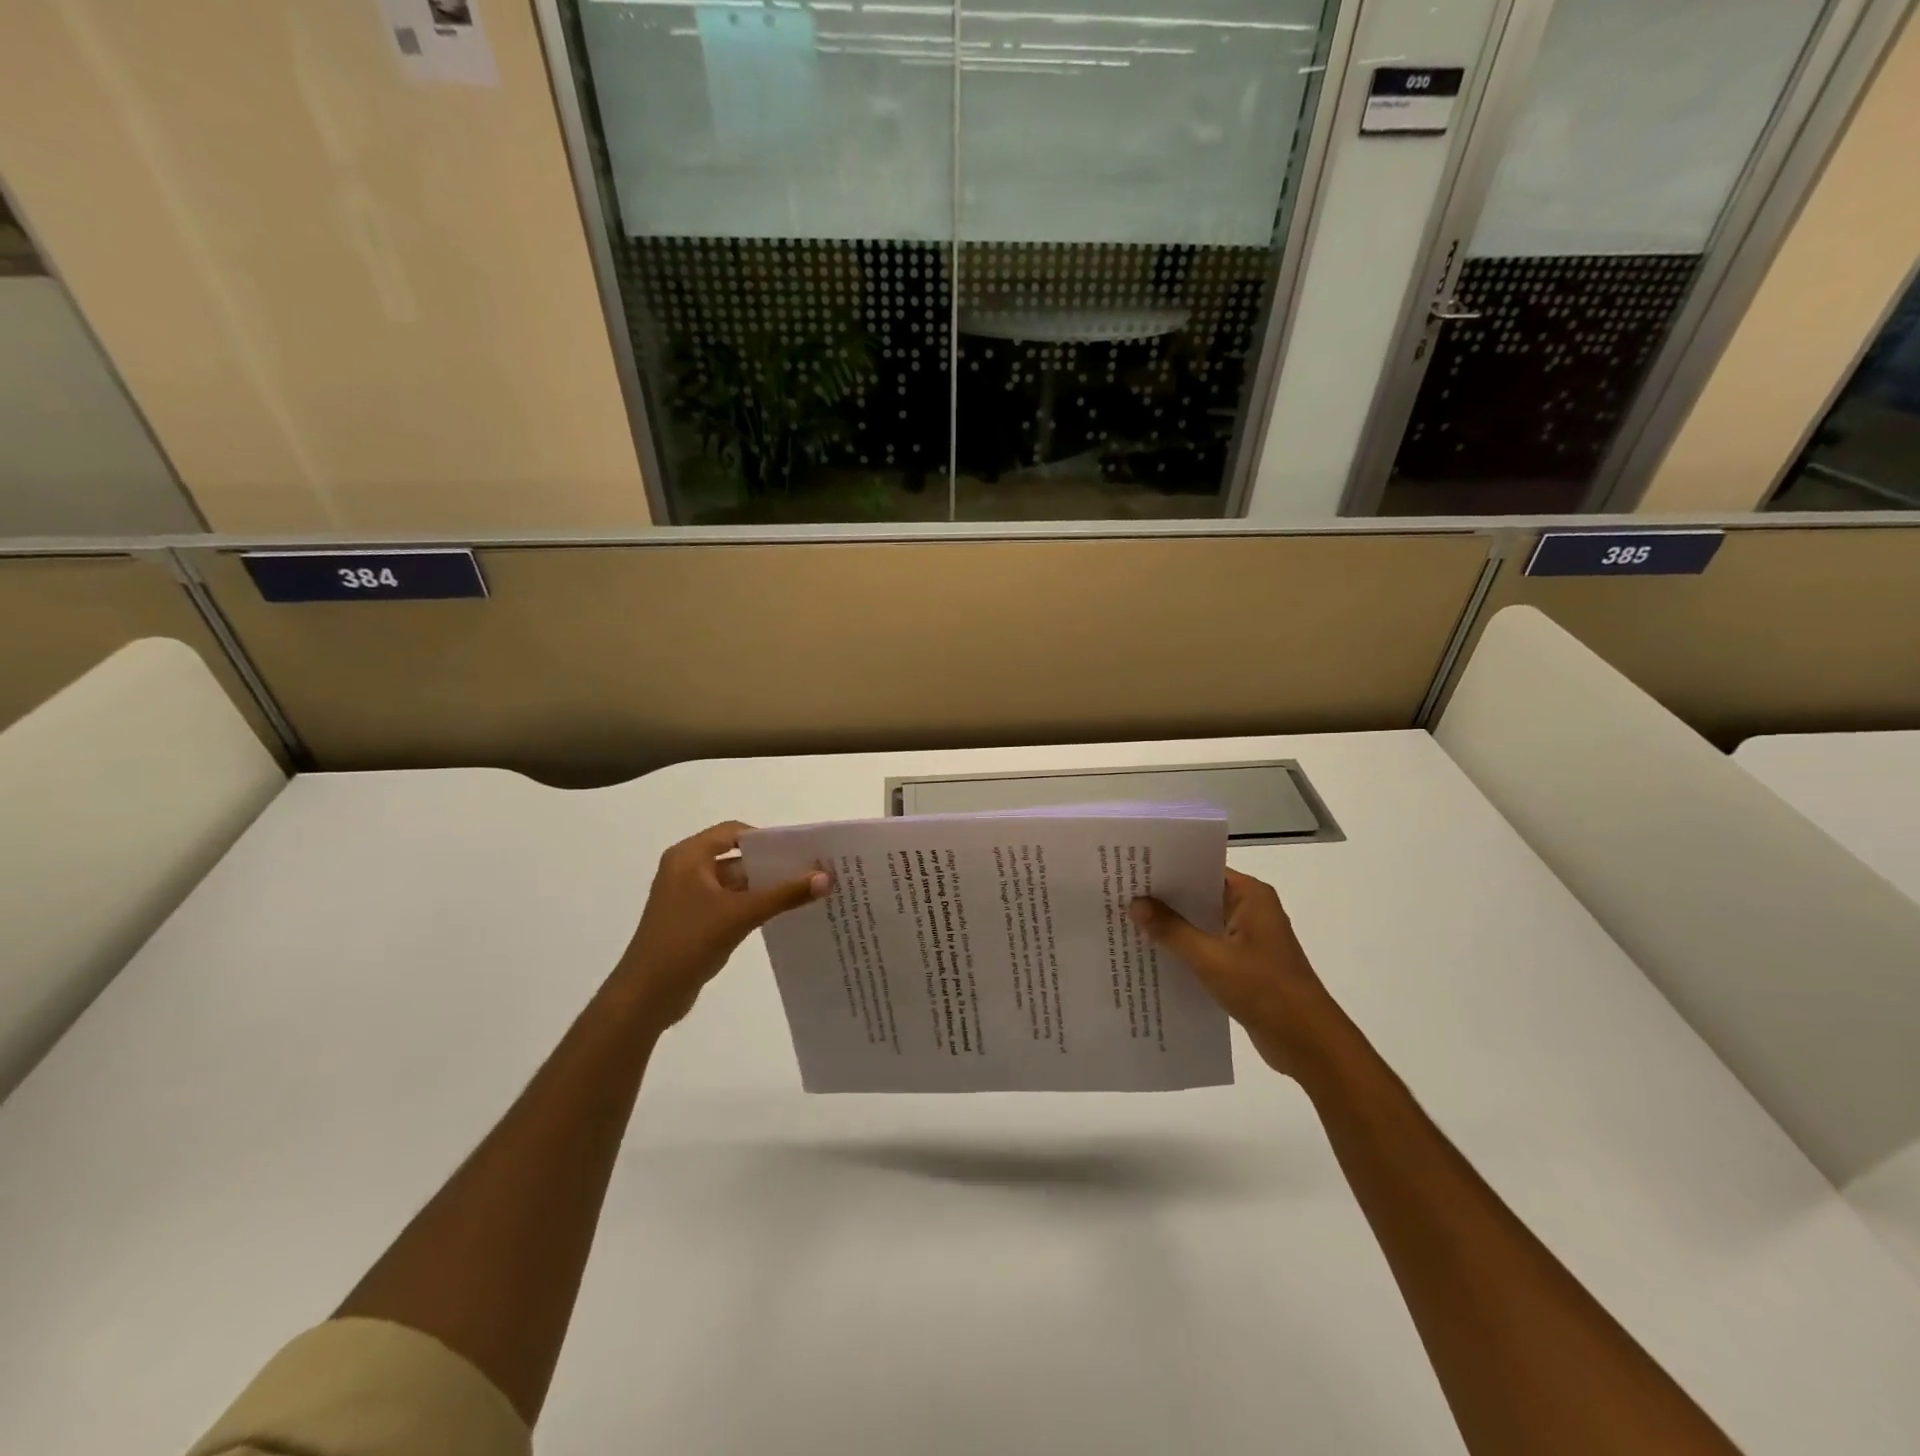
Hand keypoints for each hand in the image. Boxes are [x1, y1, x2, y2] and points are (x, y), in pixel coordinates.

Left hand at [613, 822, 829, 1031]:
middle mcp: (687, 870)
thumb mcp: (740, 914)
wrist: (646, 996)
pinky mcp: (693, 921)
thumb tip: (827, 878)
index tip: (799, 851)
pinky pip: (729, 903)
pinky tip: (780, 915)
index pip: (734, 832)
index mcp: (689, 857)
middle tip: (810, 871)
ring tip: (804, 893)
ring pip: (735, 883)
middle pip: (737, 857)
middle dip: (771, 865)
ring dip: (764, 887)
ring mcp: (688, 897)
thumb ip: (784, 895)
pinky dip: (752, 906)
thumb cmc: (688, 942)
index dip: (767, 839)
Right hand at [1131, 868, 1335, 1076]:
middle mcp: (1250, 909)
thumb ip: (1172, 930)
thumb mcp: (1211, 958)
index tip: (1131, 868)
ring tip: (1127, 921)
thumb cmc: (1265, 990)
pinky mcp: (1244, 964)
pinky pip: (1206, 946)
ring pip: (1201, 922)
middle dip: (1163, 898)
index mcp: (1250, 896)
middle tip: (1120, 893)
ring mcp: (1248, 938)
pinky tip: (1151, 954)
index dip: (1167, 868)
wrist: (1309, 1043)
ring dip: (1172, 926)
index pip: (1202, 868)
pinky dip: (1184, 949)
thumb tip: (1135, 903)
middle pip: (1199, 894)